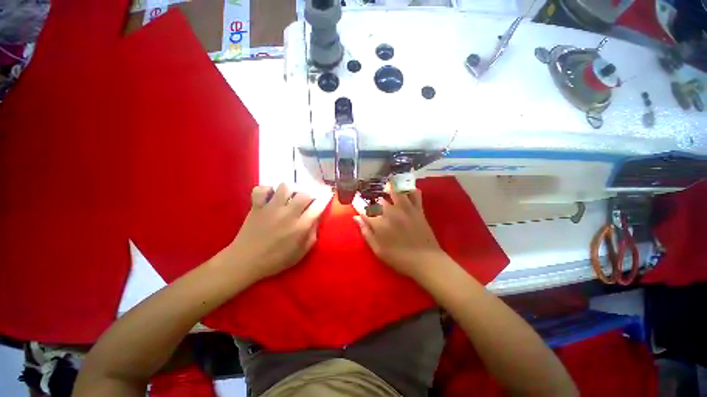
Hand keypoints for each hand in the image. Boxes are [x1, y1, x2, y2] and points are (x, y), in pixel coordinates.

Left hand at [227, 183, 332, 281]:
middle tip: (307, 199)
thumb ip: (312, 236)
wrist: (245, 262)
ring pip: (285, 187)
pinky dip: (266, 189)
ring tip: (290, 195)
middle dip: (310, 193)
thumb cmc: (275, 260)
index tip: (328, 192)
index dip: (325, 197)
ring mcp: (271, 208)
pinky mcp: (257, 206)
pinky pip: (261, 189)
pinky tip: (270, 196)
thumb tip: (316, 220)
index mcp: (300, 227)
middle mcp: (288, 214)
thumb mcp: (300, 254)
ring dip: (291, 189)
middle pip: (304, 193)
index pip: (317, 206)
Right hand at [353, 189, 446, 278]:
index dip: (358, 204)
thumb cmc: (399, 258)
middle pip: (378, 199)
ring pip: (395, 191)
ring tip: (385, 186)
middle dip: (372, 197)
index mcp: (379, 223)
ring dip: (389, 188)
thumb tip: (356, 218)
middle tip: (370, 197)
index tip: (355, 201)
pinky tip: (406, 189)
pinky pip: (415, 194)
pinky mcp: (418, 209)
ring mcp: (406, 209)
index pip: (364, 209)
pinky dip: (410, 190)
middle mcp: (391, 212)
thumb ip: (366, 233)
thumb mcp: (378, 250)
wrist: (426, 261)